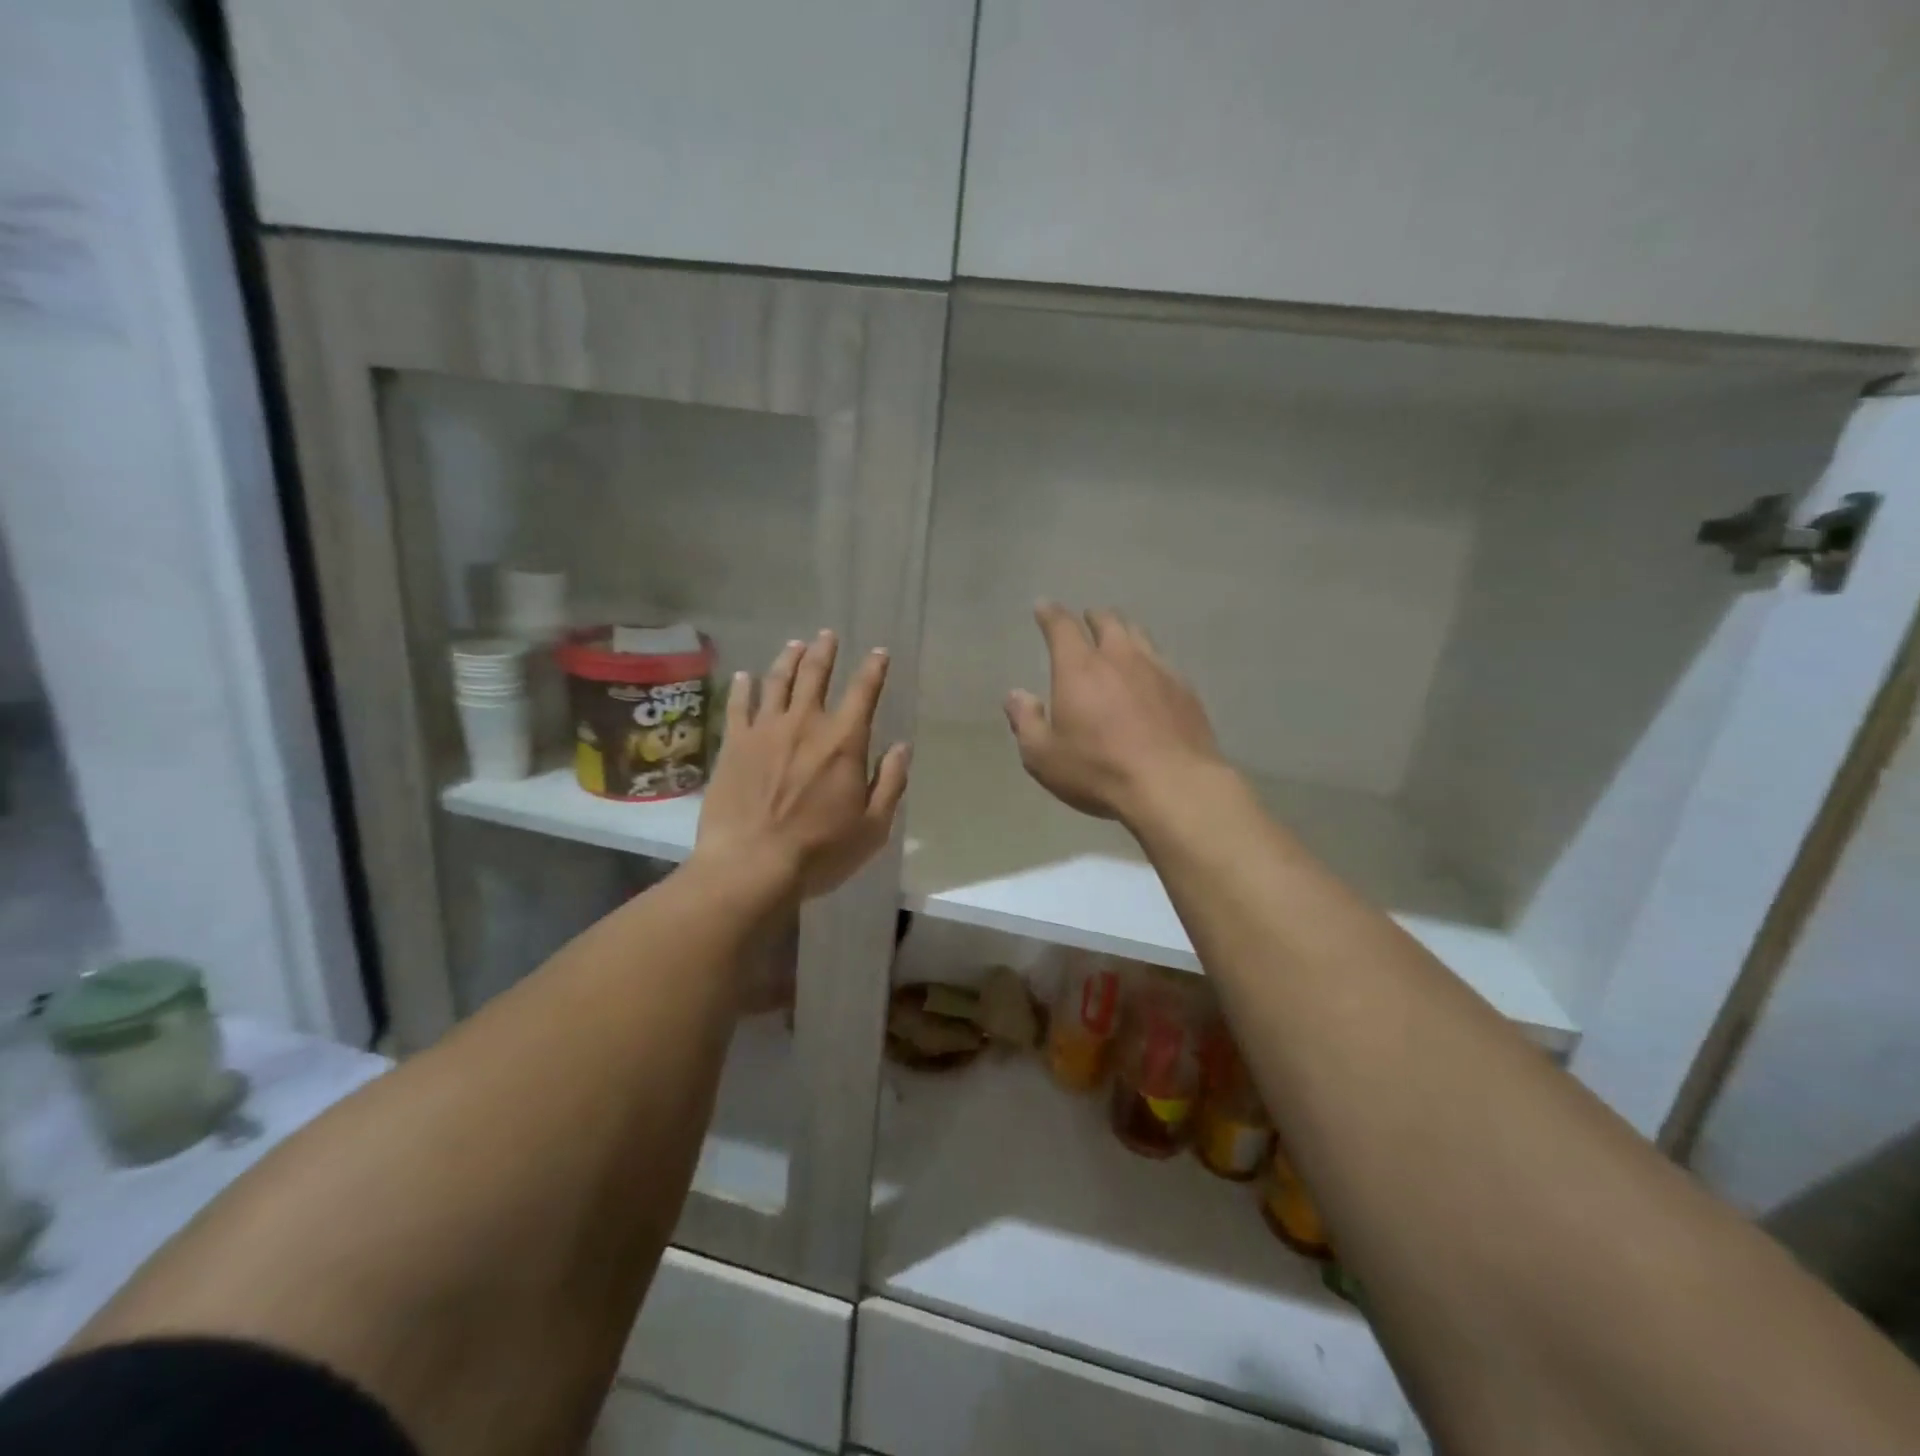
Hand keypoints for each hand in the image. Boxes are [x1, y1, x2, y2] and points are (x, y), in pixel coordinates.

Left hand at [695, 630, 910, 899]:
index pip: (864, 692)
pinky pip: (738, 705)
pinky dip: (743, 687)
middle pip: (815, 675)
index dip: (873, 668)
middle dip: (825, 652)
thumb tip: (901, 748)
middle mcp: (804, 724)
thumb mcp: (873, 826)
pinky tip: (745, 676)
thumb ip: (890, 782)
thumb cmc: (820, 851)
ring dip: (788, 659)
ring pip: (777, 681)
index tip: (878, 652)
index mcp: (843, 741)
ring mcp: (764, 730)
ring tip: (795, 644)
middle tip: (828, 636)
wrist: (751, 866)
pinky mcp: (733, 744)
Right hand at [1005, 602, 1224, 824]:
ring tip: (1120, 639)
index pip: (1062, 627)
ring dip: (1125, 632)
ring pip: (1140, 636)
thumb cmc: (1099, 769)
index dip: (1050, 614)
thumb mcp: (1044, 756)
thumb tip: (1016, 695)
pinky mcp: (1186, 689)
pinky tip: (1151, 676)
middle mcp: (1120, 657)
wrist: (1173, 785)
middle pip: (1108, 622)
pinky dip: (1150, 661)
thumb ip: (1026, 721)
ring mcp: (1159, 669)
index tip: (1044, 607)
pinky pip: (1164, 662)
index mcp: (1079, 668)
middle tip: (1087, 620)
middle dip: (1093, 618)